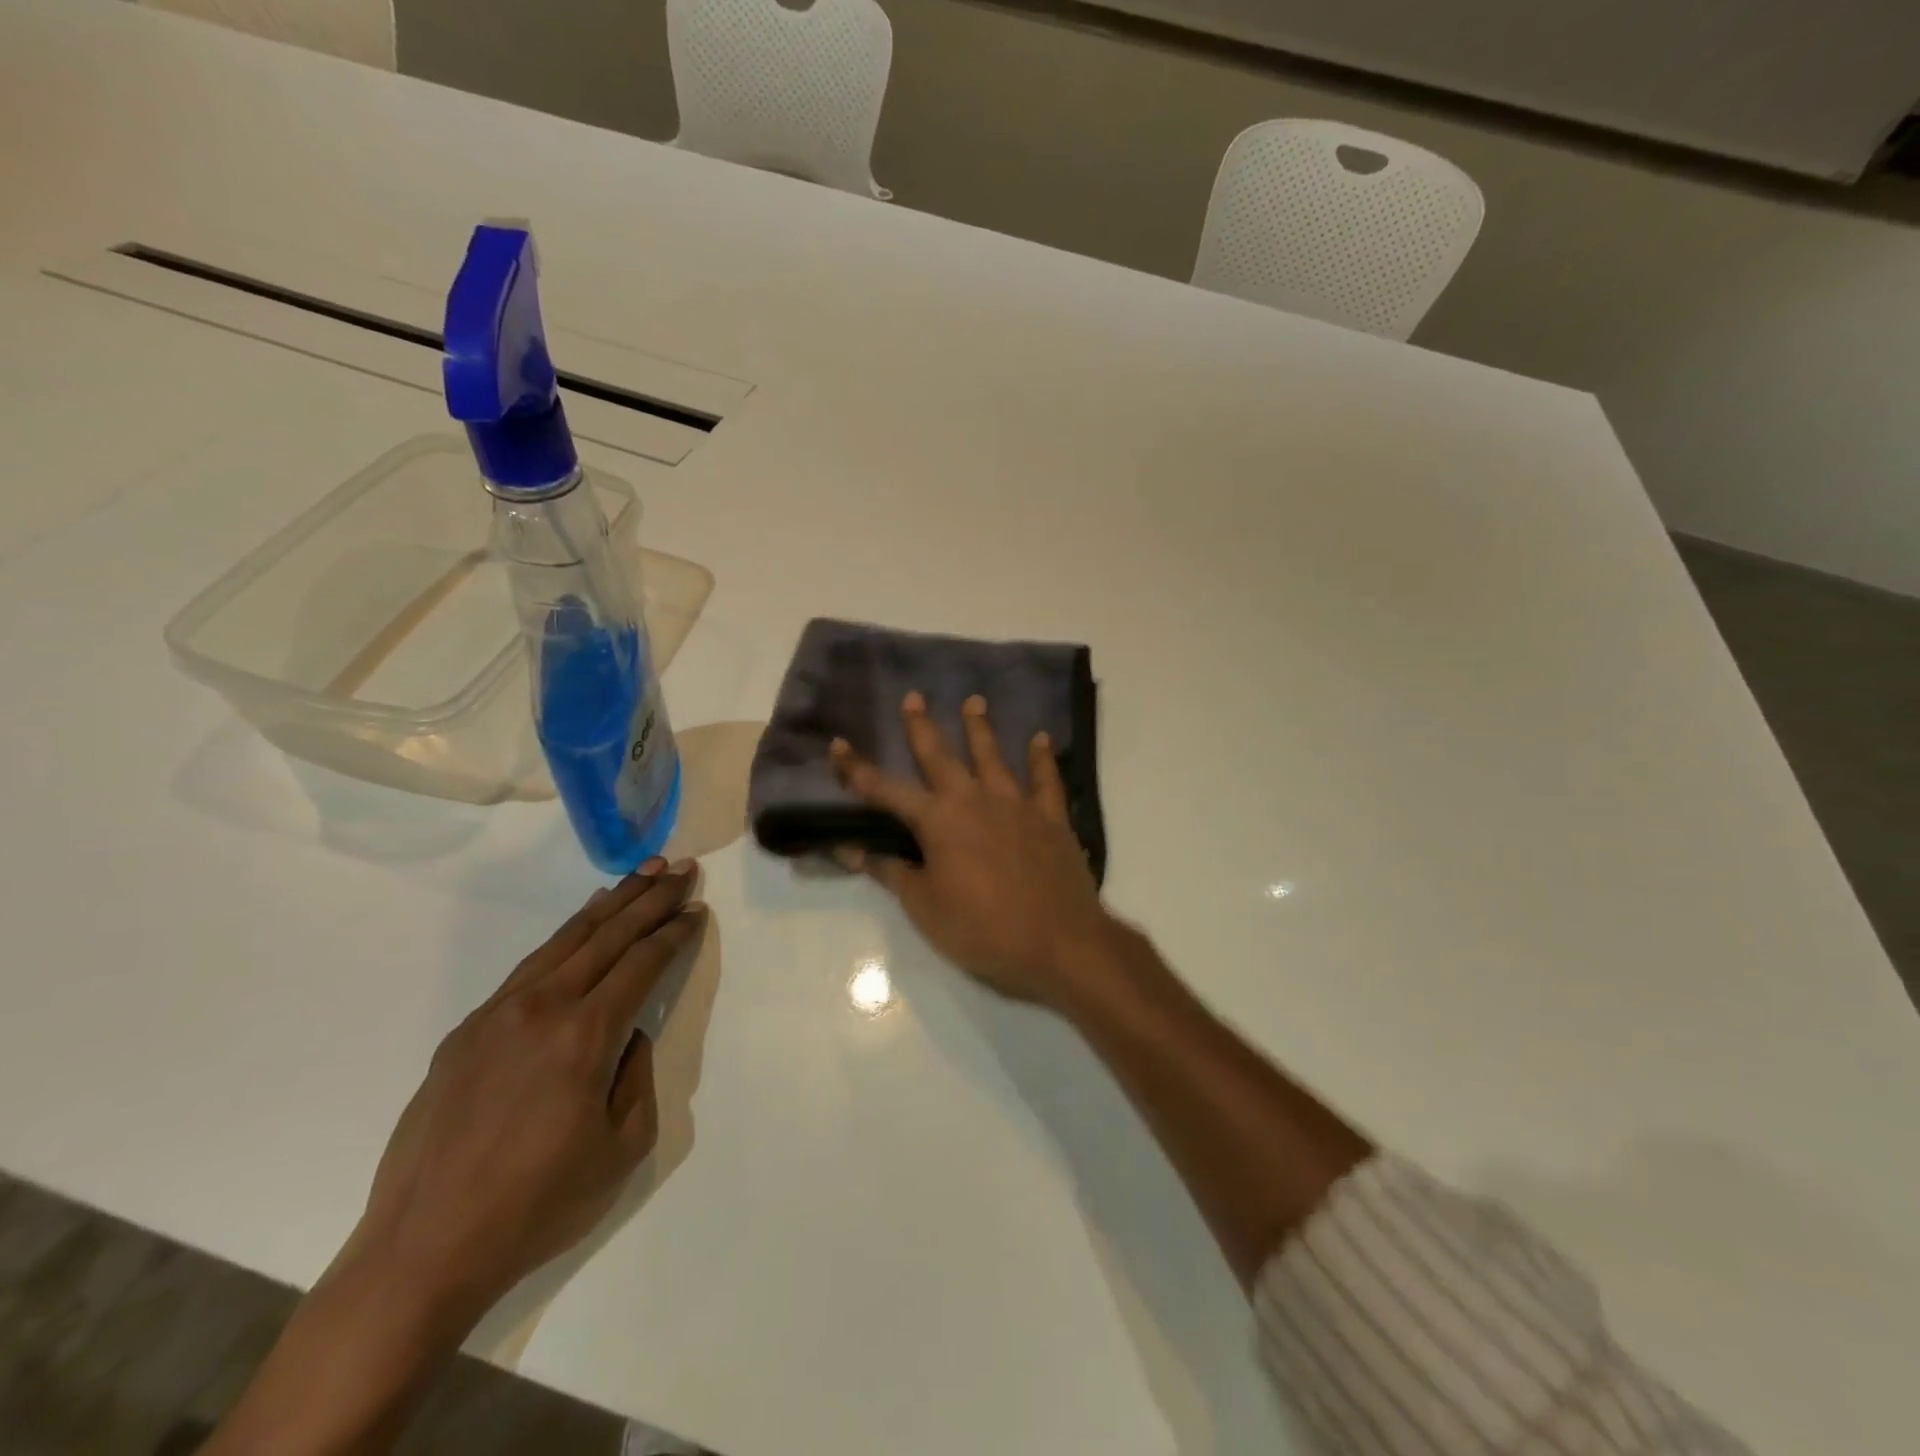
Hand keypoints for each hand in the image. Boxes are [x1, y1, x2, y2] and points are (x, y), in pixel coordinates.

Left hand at [347, 858, 707, 1319]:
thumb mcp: (623, 1147)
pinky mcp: (468, 1031)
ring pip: (566, 940)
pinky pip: (530, 966)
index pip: (642, 963)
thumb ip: (637, 1075)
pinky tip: (582, 924)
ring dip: (610, 904)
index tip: (695, 909)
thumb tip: (627, 1035)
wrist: (422, 1251)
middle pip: (608, 935)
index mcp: (586, 1035)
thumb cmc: (537, 1206)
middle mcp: (543, 1008)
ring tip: (639, 875)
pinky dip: (566, 936)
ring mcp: (499, 1014)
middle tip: (679, 869)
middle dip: (650, 898)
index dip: (674, 932)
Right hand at [831, 692, 1116, 1005]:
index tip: (838, 745)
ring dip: (981, 728)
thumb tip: (848, 848)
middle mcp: (974, 800)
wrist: (1059, 942)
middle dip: (922, 726)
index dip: (858, 769)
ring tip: (974, 701)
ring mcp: (1017, 804)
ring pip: (993, 756)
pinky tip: (1042, 738)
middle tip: (914, 697)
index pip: (886, 790)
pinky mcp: (1051, 816)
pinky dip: (1043, 757)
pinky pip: (1047, 779)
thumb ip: (890, 872)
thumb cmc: (983, 930)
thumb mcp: (925, 908)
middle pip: (941, 756)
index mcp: (938, 822)